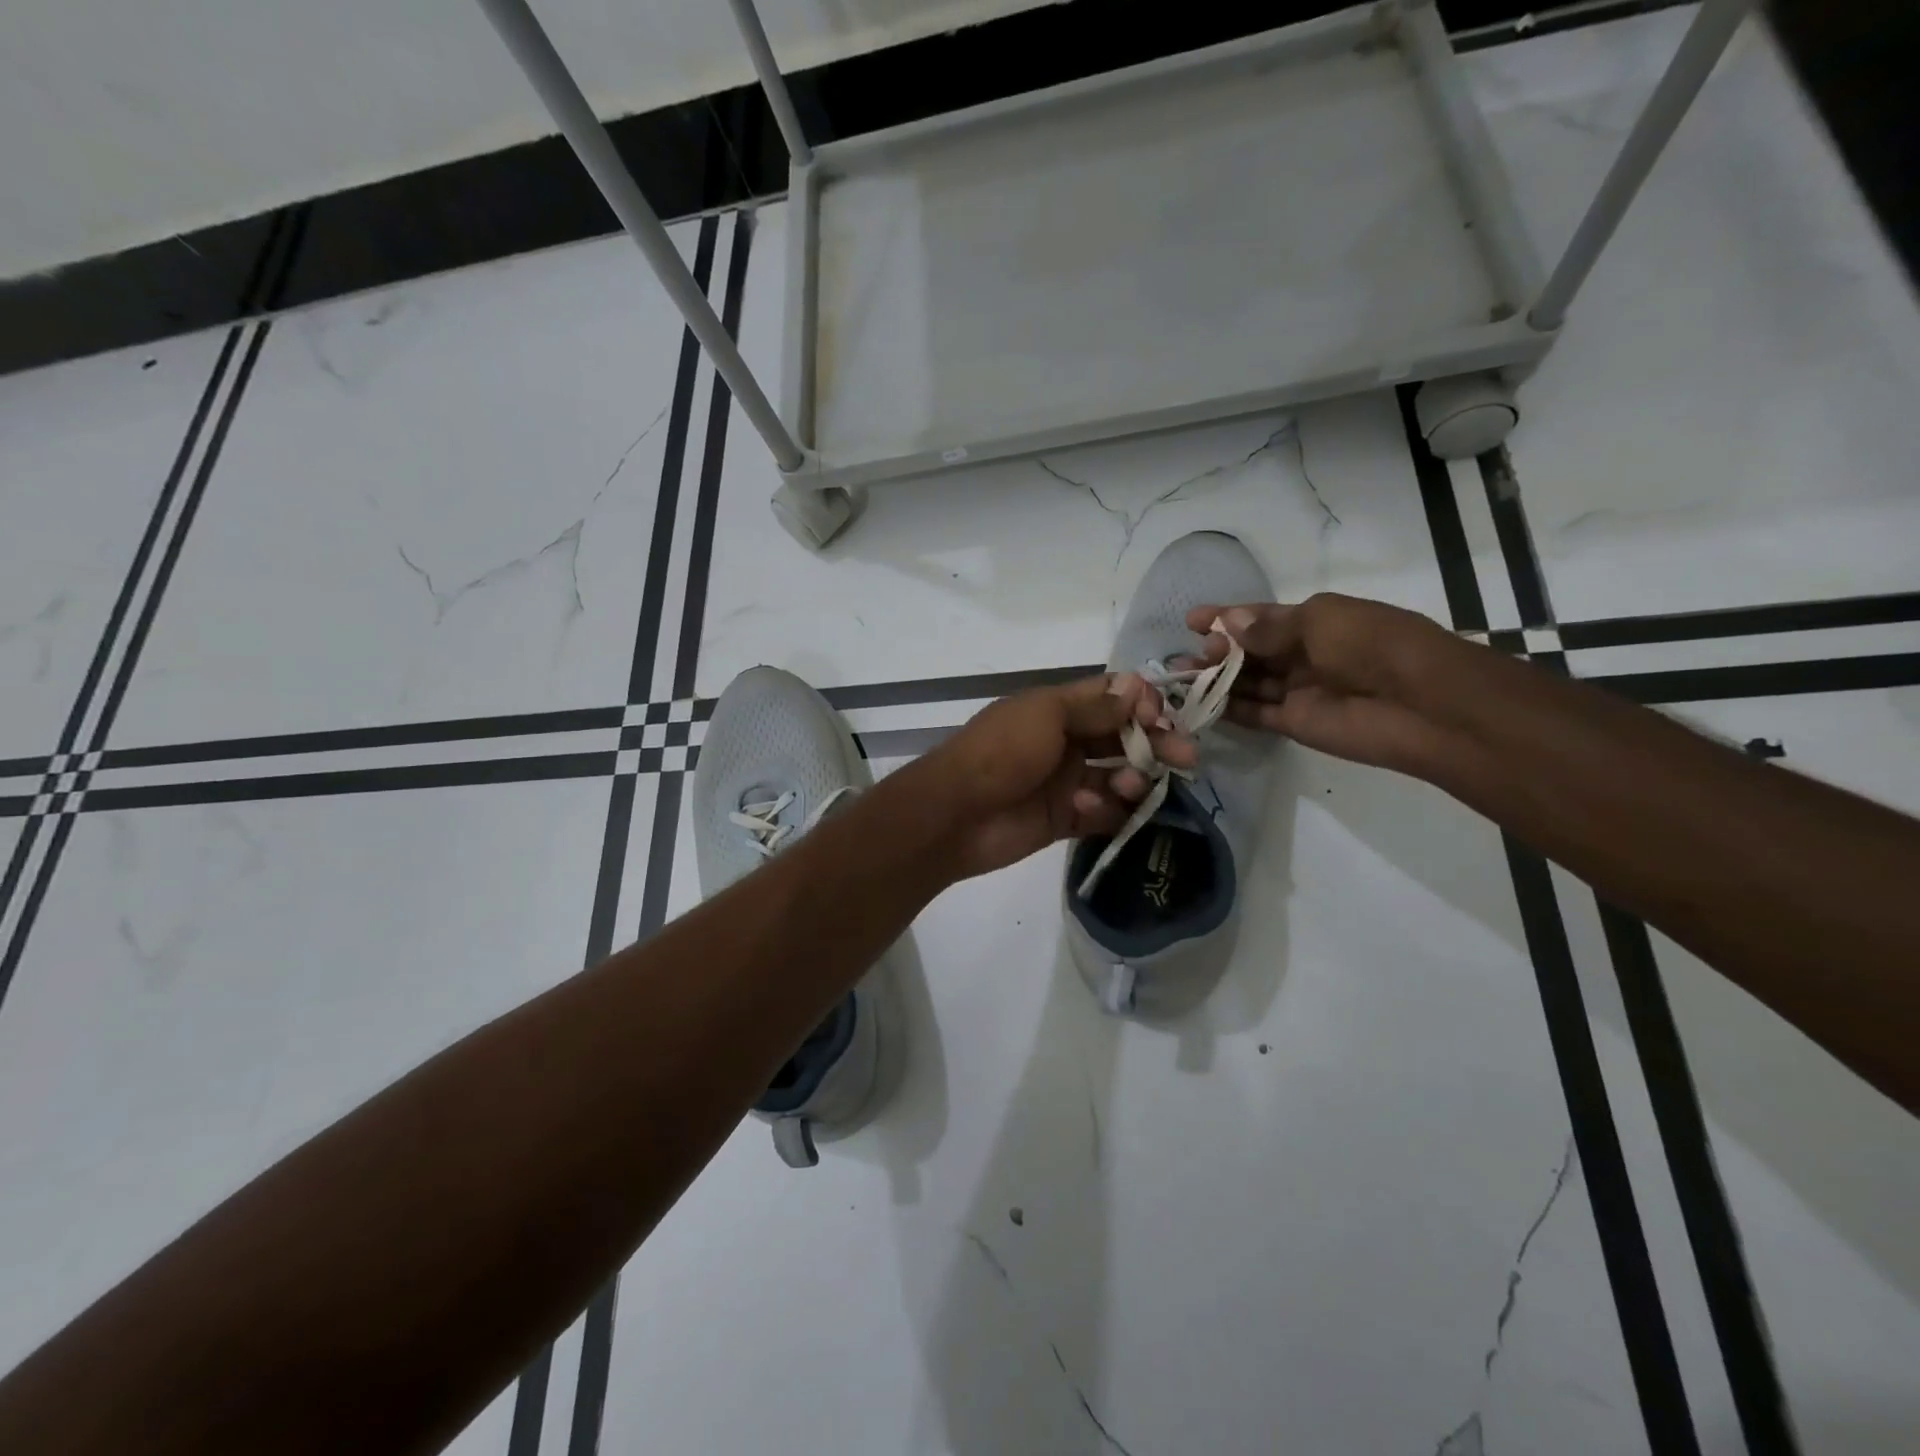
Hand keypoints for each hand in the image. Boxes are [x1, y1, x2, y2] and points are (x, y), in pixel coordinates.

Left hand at [917, 674, 1196, 878]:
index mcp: (1057, 709)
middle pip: (1123, 739)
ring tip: (1131, 788)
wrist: (955, 815)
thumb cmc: (1000, 752)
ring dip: (1133, 780)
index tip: (1164, 716)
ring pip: (1118, 777)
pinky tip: (1092, 808)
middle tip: (1185, 757)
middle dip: (1154, 744)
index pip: (1112, 699)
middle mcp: (1066, 742)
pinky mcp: (1065, 819)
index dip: (1142, 704)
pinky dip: (1107, 811)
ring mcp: (1066, 781)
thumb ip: (1094, 706)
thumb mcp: (1046, 715)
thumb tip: (1137, 686)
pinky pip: (1102, 813)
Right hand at [1185, 593, 1465, 771]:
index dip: (1227, 617)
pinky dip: (1228, 709)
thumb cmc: (1373, 645)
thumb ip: (1269, 628)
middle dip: (1218, 649)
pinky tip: (1199, 703)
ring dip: (1216, 678)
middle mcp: (1305, 654)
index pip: (1262, 618)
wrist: (1421, 705)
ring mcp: (1299, 691)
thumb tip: (1227, 623)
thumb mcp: (1320, 621)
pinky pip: (1254, 714)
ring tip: (1183, 677)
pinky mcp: (1295, 723)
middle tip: (1191, 654)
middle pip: (1251, 651)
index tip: (1192, 620)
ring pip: (1248, 682)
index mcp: (1317, 621)